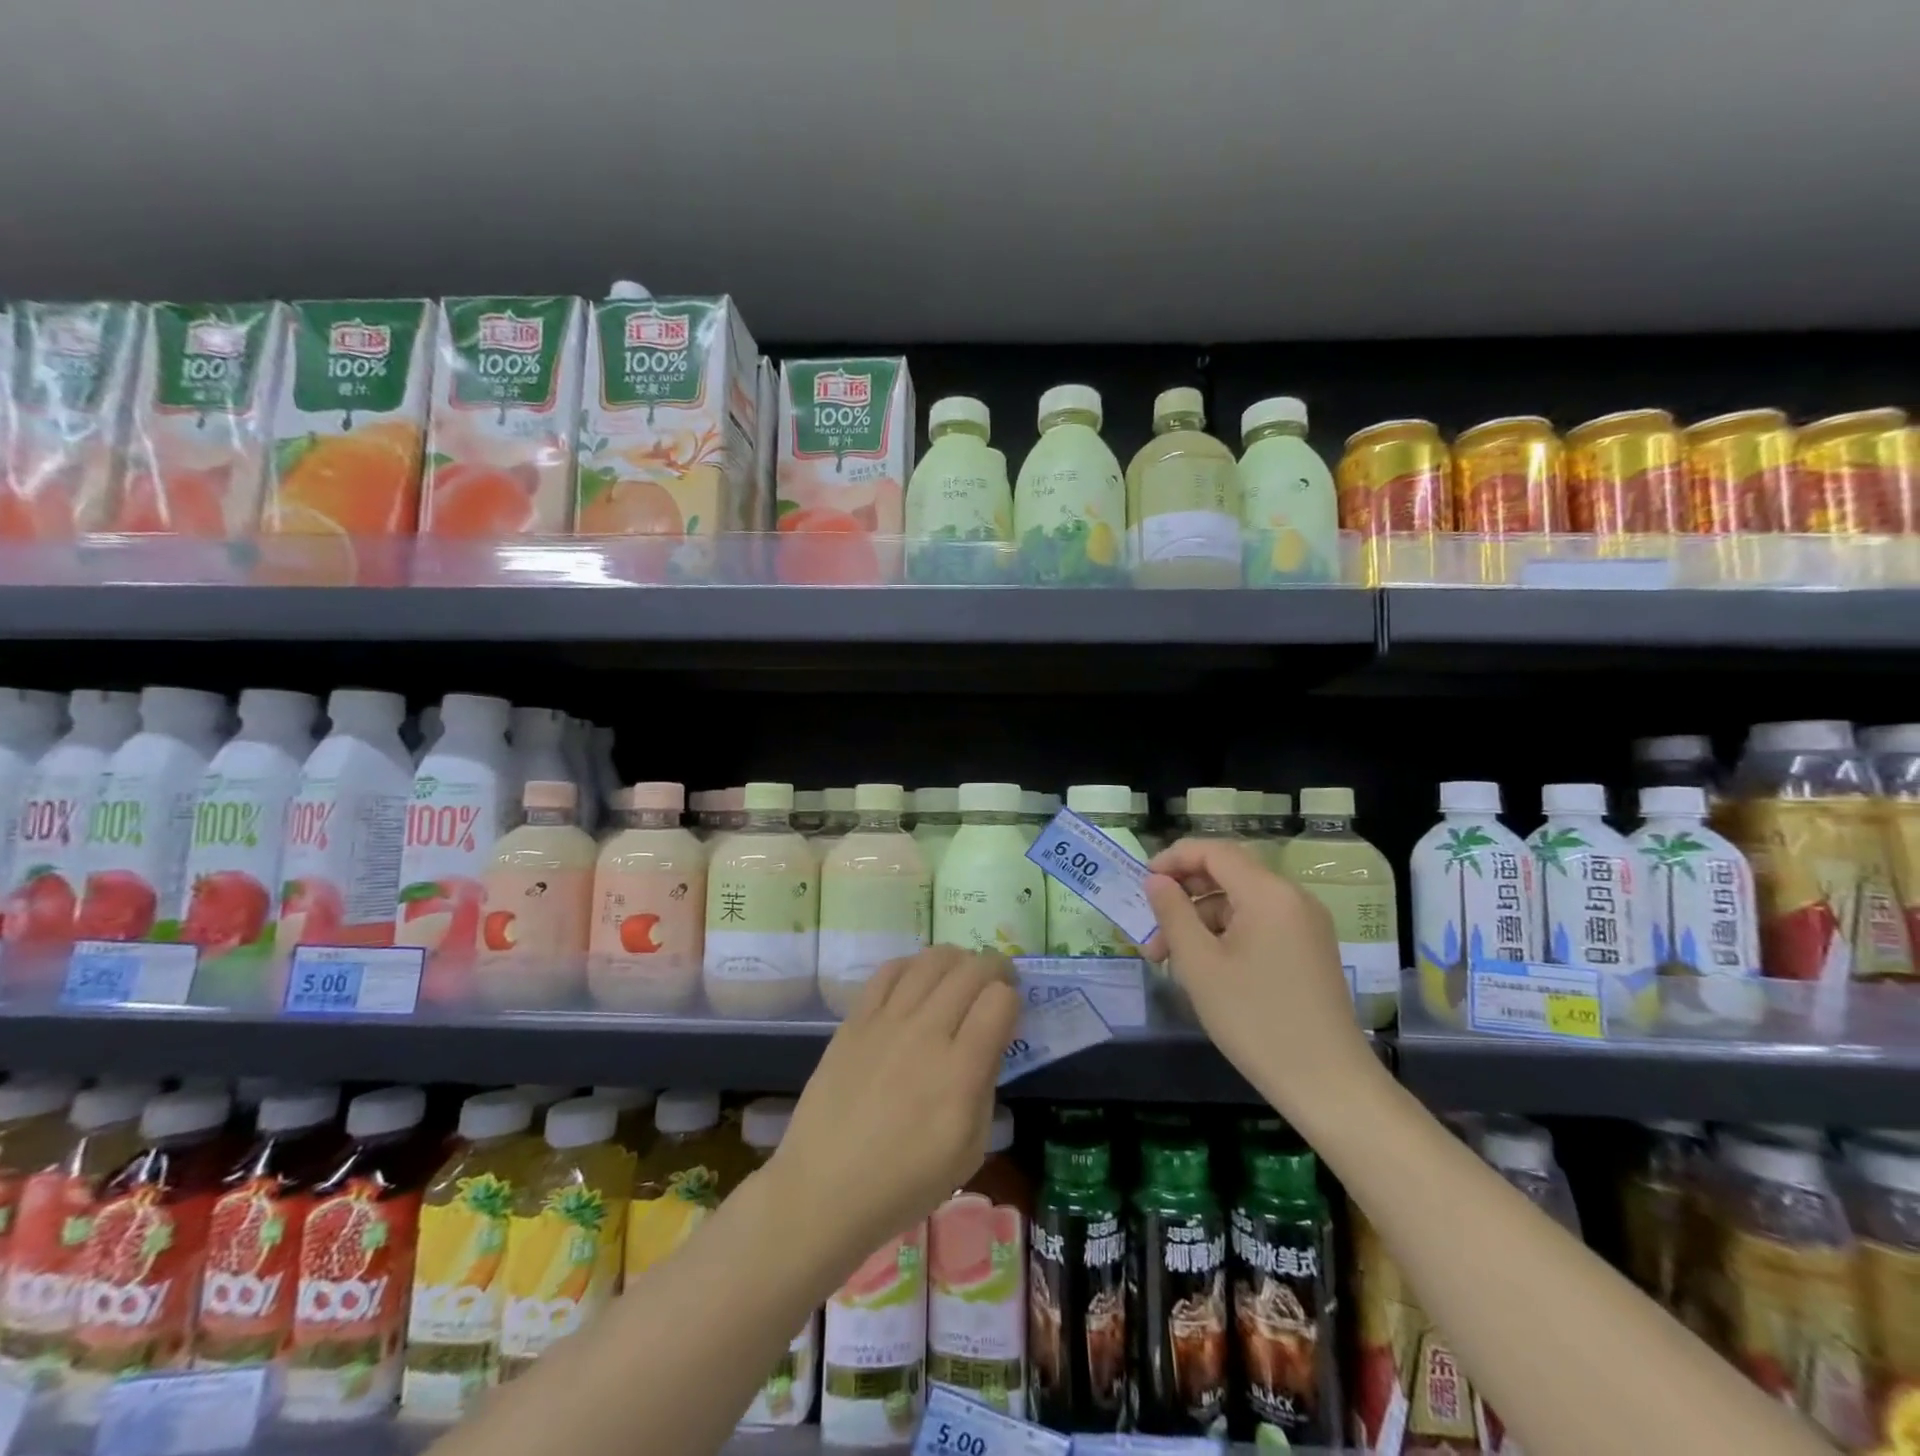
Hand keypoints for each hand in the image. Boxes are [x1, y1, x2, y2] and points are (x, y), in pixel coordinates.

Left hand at [766, 946, 1020, 1274]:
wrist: (825, 1188)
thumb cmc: (904, 1182)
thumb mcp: (969, 1150)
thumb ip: (986, 1087)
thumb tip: (988, 1043)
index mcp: (960, 1072)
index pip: (999, 1001)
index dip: (1012, 999)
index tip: (1010, 1011)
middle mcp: (926, 1033)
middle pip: (971, 971)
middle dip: (994, 968)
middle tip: (998, 981)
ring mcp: (887, 1021)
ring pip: (932, 960)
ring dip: (957, 959)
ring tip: (961, 973)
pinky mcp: (856, 1019)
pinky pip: (889, 971)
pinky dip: (913, 964)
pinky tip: (919, 978)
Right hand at [1143, 837, 1374, 1117]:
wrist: (1328, 1085)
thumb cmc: (1255, 1019)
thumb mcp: (1199, 964)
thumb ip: (1172, 913)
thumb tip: (1156, 881)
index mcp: (1269, 893)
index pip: (1214, 851)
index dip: (1174, 858)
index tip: (1142, 882)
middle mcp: (1292, 899)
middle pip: (1227, 876)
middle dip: (1183, 898)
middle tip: (1151, 935)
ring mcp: (1306, 925)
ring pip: (1240, 905)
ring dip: (1201, 923)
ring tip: (1171, 963)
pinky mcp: (1309, 951)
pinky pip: (1259, 925)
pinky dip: (1226, 937)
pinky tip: (1206, 971)